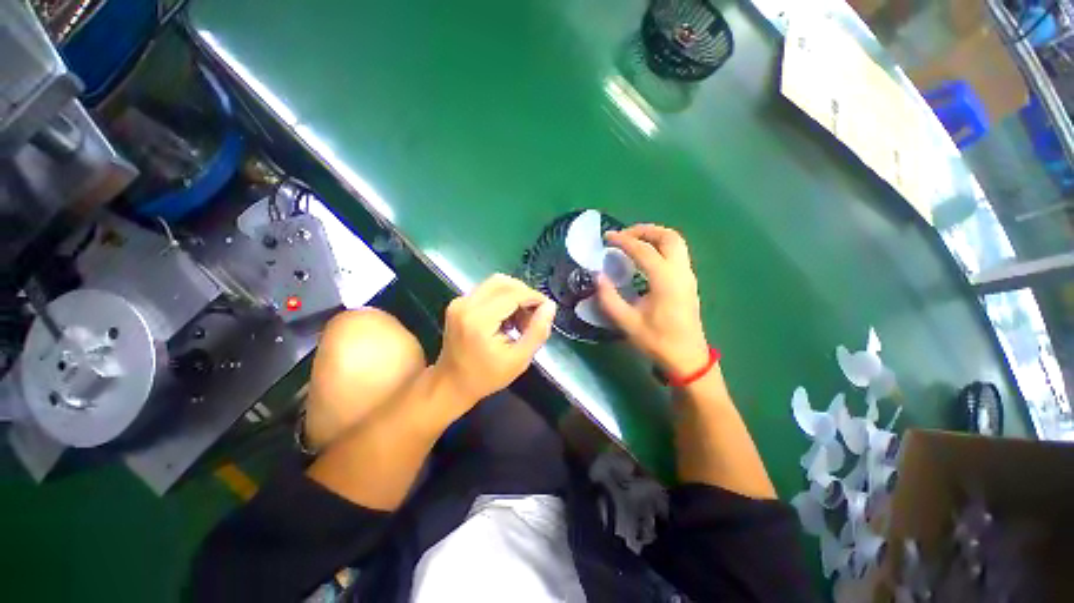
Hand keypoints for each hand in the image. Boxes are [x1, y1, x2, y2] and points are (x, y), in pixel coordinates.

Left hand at [431, 274, 555, 409]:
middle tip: (533, 316)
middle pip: (503, 282)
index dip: (534, 297)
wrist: (451, 384)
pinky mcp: (458, 303)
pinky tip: (507, 320)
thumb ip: (537, 331)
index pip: (513, 294)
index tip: (546, 309)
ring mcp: (459, 302)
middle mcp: (466, 304)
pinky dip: (502, 299)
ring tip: (520, 320)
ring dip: (514, 296)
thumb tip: (550, 305)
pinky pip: (486, 291)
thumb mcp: (519, 359)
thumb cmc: (486, 377)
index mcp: (479, 320)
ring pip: (495, 284)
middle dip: (524, 294)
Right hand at [597, 224, 709, 376]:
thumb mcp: (627, 322)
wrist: (687, 358)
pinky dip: (660, 246)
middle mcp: (680, 272)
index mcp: (665, 281)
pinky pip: (677, 253)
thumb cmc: (657, 341)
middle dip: (644, 230)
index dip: (623, 240)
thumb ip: (609, 297)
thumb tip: (597, 275)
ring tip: (632, 242)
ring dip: (654, 236)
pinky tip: (645, 257)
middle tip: (623, 235)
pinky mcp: (688, 281)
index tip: (606, 237)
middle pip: (668, 236)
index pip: (643, 250)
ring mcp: (688, 275)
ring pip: (676, 242)